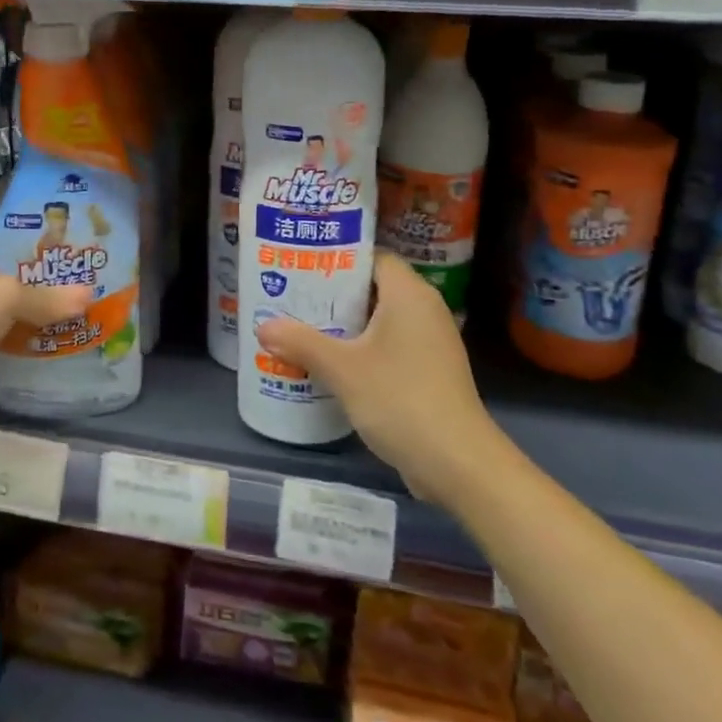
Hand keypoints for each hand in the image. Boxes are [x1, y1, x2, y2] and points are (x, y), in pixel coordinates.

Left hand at [0, 205, 90, 424]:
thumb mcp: (6, 297)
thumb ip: (48, 296)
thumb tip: (90, 297)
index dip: (25, 211)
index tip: (62, 217)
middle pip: (5, 251)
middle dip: (39, 255)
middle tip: (79, 255)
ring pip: (6, 288)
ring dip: (35, 292)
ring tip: (77, 286)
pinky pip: (3, 319)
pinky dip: (25, 321)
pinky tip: (57, 322)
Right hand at [256, 252, 495, 502]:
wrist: (459, 464)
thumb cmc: (401, 399)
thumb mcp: (342, 369)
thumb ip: (301, 342)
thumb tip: (262, 327)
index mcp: (409, 293)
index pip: (371, 257)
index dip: (337, 257)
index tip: (301, 264)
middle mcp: (425, 308)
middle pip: (373, 286)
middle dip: (333, 292)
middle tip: (292, 295)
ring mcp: (431, 341)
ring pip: (381, 318)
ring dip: (346, 323)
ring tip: (303, 325)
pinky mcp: (431, 370)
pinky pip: (390, 343)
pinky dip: (362, 346)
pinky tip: (332, 361)